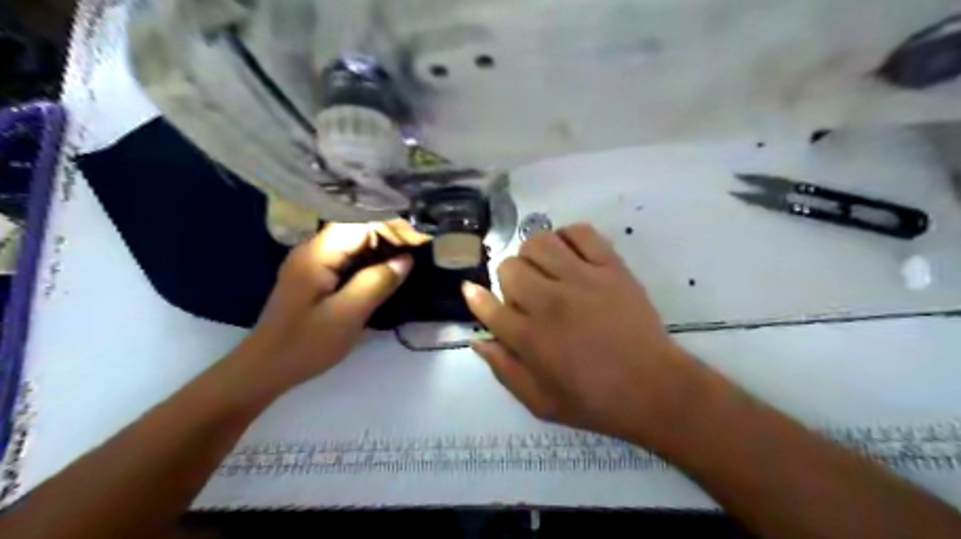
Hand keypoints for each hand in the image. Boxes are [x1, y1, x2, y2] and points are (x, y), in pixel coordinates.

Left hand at [232, 222, 427, 392]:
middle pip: (358, 228)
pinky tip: (386, 273)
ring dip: (382, 248)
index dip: (393, 229)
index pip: (362, 224)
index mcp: (318, 253)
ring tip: (410, 259)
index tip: (421, 241)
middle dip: (390, 236)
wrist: (265, 369)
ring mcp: (313, 262)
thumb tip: (406, 259)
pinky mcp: (315, 276)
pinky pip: (348, 258)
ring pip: (354, 243)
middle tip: (420, 251)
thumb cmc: (306, 343)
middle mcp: (314, 249)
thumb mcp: (347, 314)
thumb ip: (377, 282)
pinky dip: (370, 261)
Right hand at [464, 221, 703, 442]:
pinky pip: (581, 232)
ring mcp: (582, 280)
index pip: (489, 306)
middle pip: (509, 268)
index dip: (476, 297)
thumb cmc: (595, 401)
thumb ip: (504, 371)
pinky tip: (570, 255)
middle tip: (524, 295)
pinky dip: (568, 237)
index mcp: (531, 338)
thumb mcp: (540, 403)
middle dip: (508, 281)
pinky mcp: (611, 267)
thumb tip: (478, 341)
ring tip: (545, 270)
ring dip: (533, 255)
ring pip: (538, 242)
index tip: (473, 291)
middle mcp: (550, 302)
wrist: (654, 389)